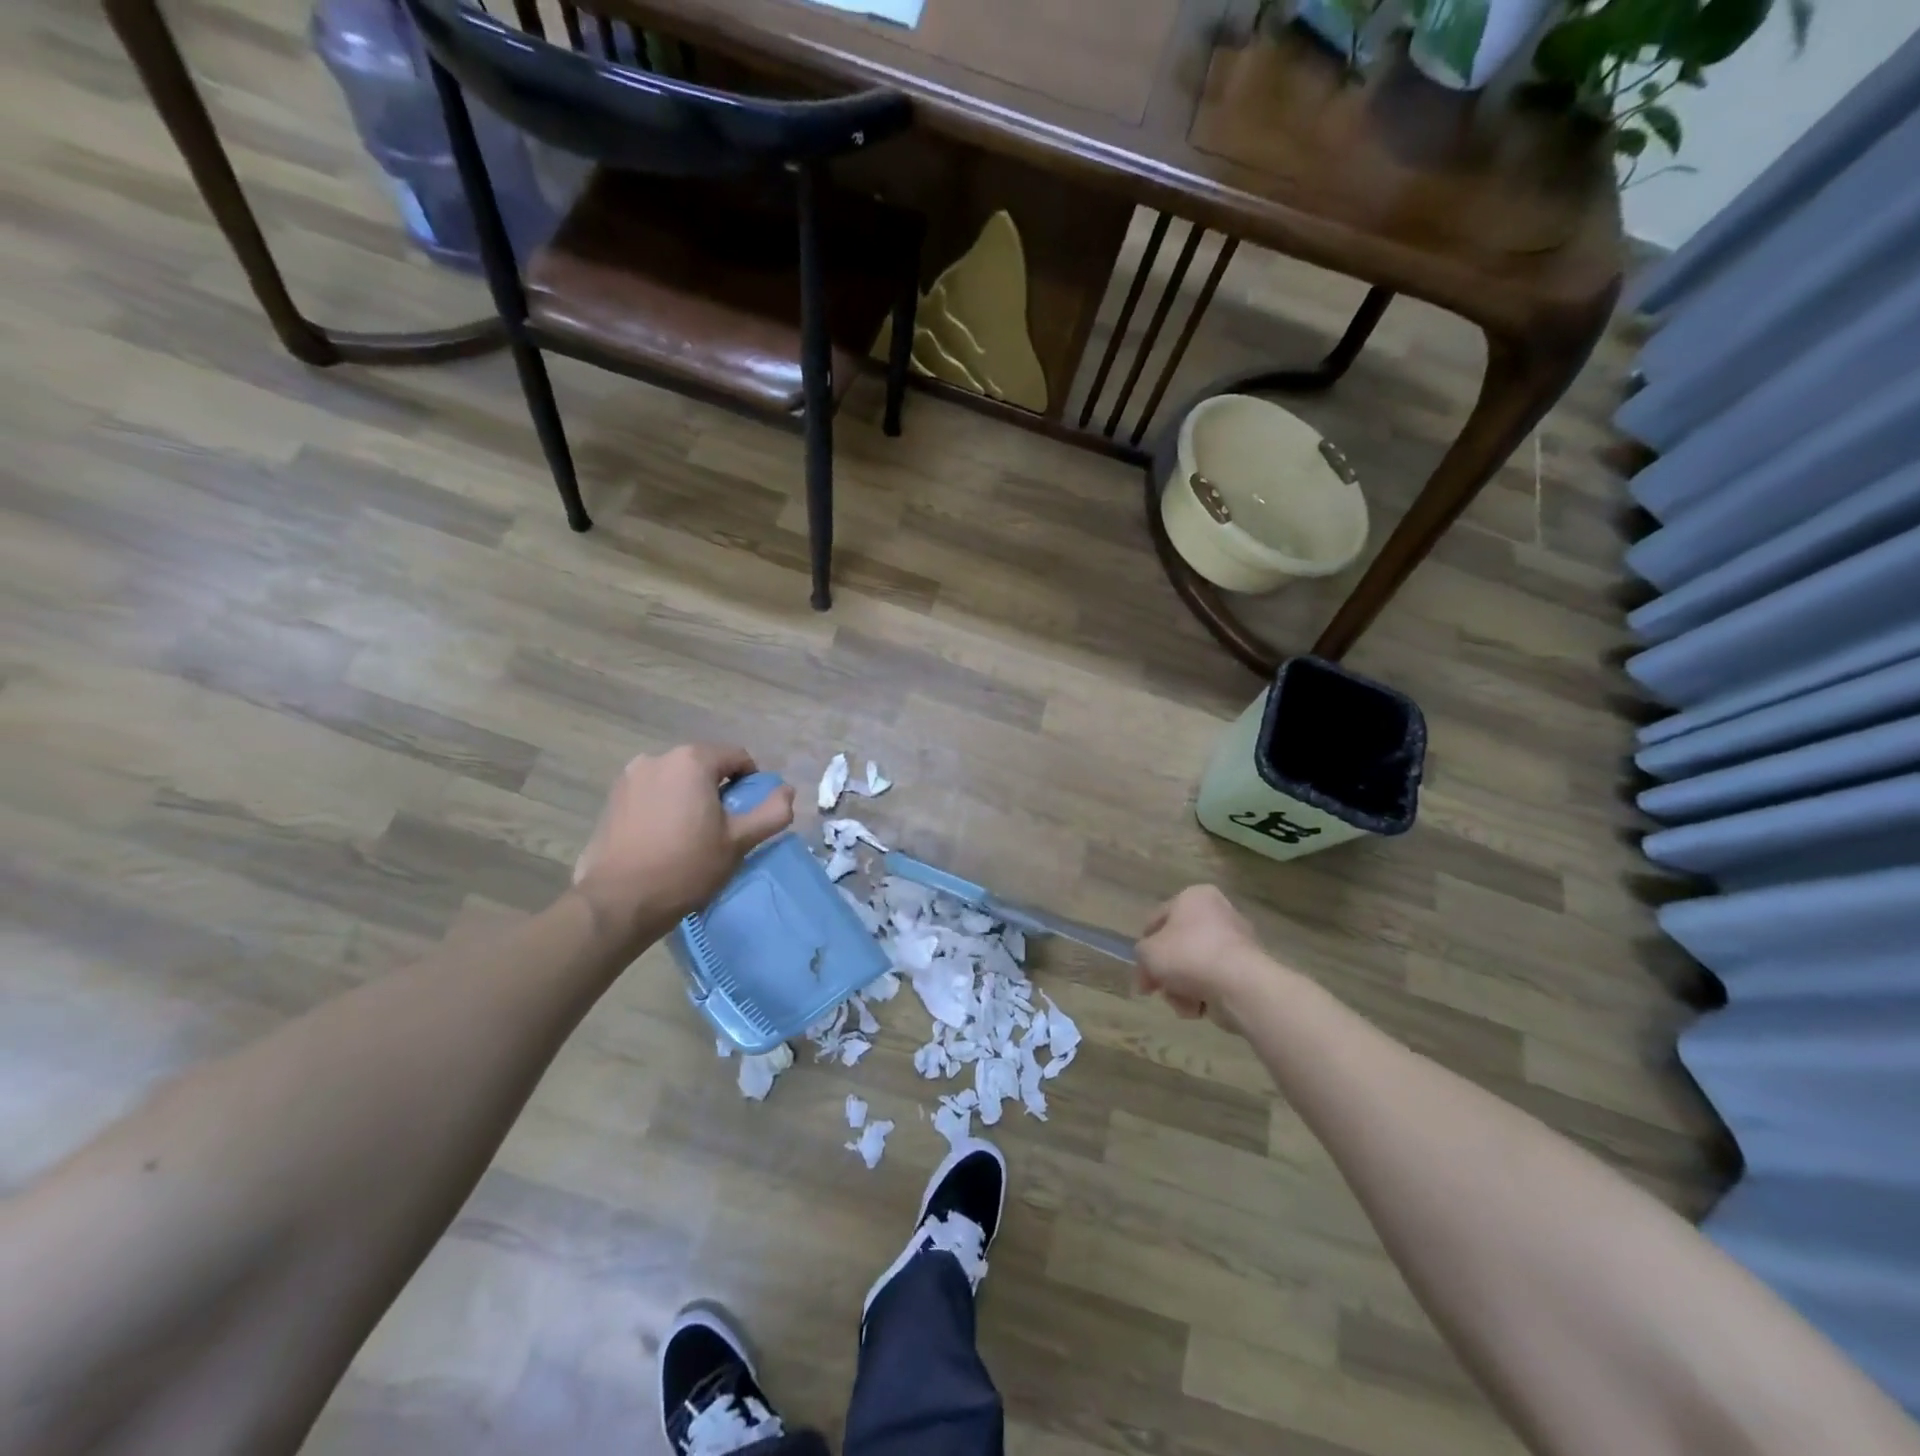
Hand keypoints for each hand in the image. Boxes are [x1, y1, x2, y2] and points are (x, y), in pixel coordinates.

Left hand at [572, 744, 794, 954]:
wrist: (618, 901)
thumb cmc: (686, 866)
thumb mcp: (739, 841)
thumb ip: (771, 812)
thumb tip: (787, 791)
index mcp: (692, 760)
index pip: (737, 757)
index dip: (751, 783)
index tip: (748, 815)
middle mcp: (658, 758)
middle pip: (704, 766)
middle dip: (718, 790)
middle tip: (723, 828)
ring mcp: (630, 777)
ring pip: (677, 780)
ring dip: (690, 798)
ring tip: (692, 836)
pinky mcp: (612, 799)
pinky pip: (652, 793)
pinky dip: (665, 807)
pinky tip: (664, 839)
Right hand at [1135, 885, 1267, 1023]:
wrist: (1239, 985)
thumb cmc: (1188, 955)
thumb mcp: (1148, 952)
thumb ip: (1141, 954)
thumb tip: (1148, 969)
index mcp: (1194, 897)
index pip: (1159, 918)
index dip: (1145, 944)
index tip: (1140, 968)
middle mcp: (1218, 913)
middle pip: (1178, 945)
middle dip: (1165, 971)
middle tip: (1154, 989)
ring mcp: (1236, 942)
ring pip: (1194, 967)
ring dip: (1181, 987)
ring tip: (1180, 1002)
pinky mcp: (1247, 970)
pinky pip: (1214, 981)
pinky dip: (1203, 995)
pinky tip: (1198, 1008)